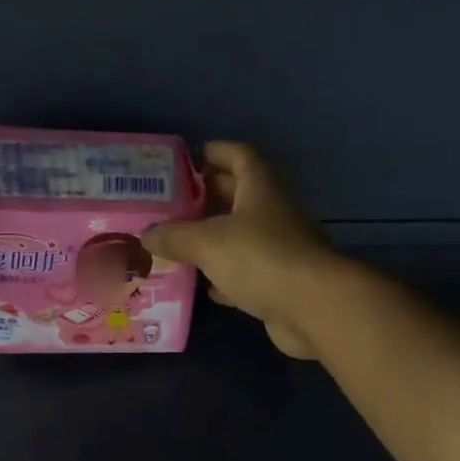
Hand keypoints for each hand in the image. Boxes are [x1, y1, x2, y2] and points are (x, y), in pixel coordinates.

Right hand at [143, 141, 337, 358]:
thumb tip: (146, 234)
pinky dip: (227, 275)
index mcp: (261, 186)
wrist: (313, 307)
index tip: (186, 161)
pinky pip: (249, 271)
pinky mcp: (282, 281)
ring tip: (178, 244)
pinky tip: (204, 285)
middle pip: (239, 195)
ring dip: (214, 239)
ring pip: (242, 235)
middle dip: (207, 198)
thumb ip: (174, 236)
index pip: (238, 155)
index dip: (214, 153)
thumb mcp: (207, 242)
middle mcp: (274, 211)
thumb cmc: (260, 258)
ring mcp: (282, 247)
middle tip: (171, 206)